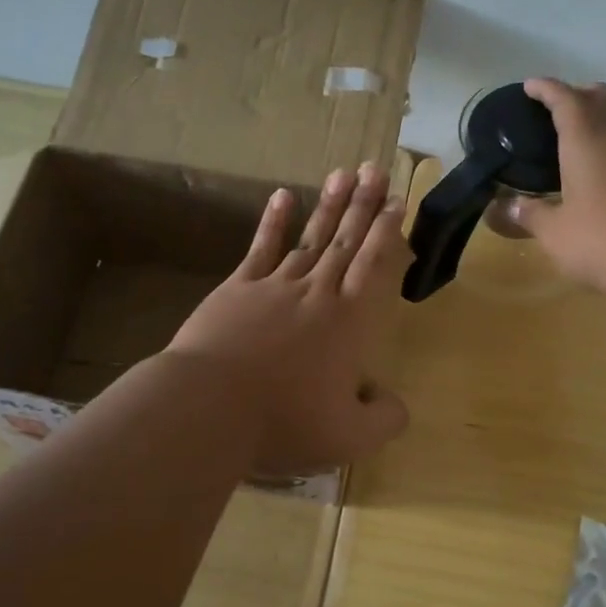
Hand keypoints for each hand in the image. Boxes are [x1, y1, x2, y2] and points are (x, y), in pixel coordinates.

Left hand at [168, 164, 411, 476]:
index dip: (387, 233)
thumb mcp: (348, 437)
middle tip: (376, 168)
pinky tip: (282, 196)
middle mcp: (315, 293)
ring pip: (309, 238)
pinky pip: (259, 248)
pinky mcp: (236, 290)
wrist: (209, 408)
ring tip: (343, 173)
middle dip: (363, 204)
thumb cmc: (283, 422)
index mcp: (347, 323)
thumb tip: (394, 401)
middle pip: (345, 241)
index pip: (374, 267)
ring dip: (328, 205)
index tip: (397, 201)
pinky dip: (273, 222)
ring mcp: (273, 286)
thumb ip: (384, 419)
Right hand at [505, 79, 605, 303]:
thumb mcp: (556, 233)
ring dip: (596, 125)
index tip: (530, 87)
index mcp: (586, 142)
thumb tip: (505, 207)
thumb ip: (530, 216)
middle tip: (555, 110)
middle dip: (579, 95)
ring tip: (569, 147)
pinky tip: (595, 181)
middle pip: (602, 99)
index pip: (565, 100)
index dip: (546, 90)